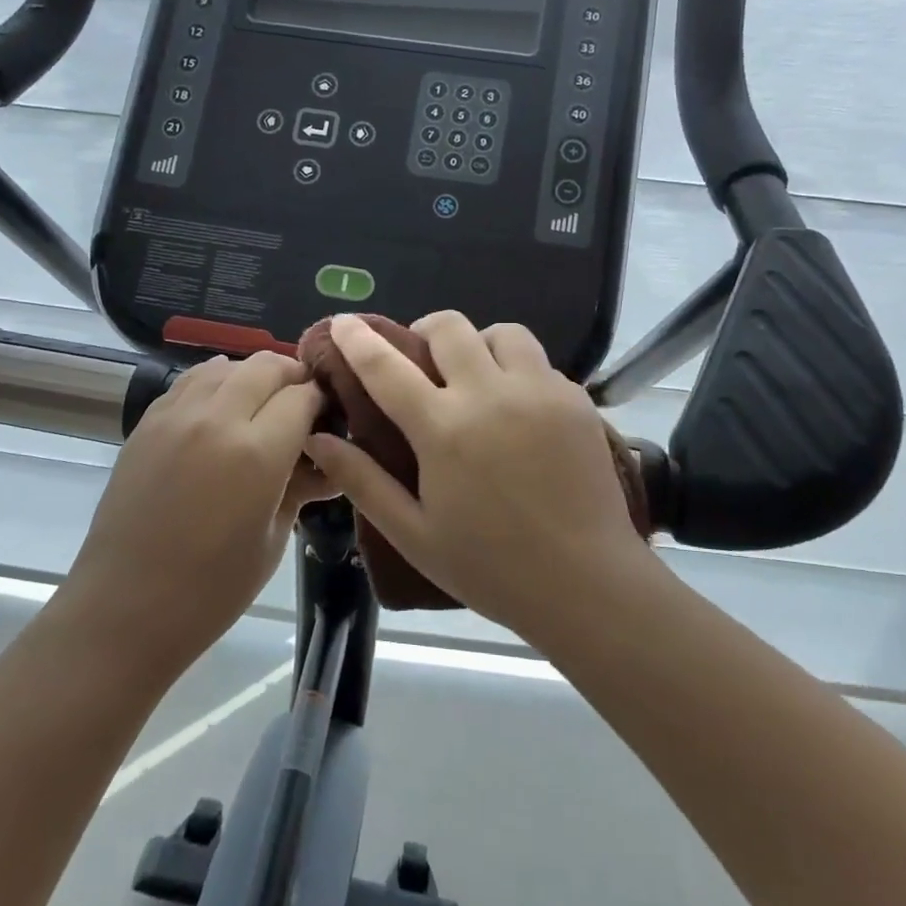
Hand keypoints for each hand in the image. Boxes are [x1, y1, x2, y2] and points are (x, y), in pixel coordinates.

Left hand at [63, 351, 334, 669]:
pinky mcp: (148, 422)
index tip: (329, 418)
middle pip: (266, 366)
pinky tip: (220, 411)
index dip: (322, 402)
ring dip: (253, 377)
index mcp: (257, 453)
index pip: (303, 396)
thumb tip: (327, 461)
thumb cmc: (211, 590)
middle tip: (302, 407)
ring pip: (226, 365)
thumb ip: (300, 486)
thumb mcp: (272, 540)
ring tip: (260, 406)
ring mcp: (176, 416)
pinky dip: (215, 383)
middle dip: (293, 378)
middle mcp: (217, 419)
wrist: (125, 607)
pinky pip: (190, 381)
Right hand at [303, 312, 650, 638]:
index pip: (387, 367)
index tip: (343, 321)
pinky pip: (540, 362)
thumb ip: (362, 481)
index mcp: (444, 430)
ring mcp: (540, 392)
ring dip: (478, 344)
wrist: (588, 584)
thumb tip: (317, 439)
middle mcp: (491, 395)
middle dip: (425, 332)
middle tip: (421, 360)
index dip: (358, 340)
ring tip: (475, 376)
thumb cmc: (492, 568)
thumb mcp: (414, 534)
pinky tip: (517, 408)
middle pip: (449, 328)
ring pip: (502, 333)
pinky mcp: (576, 400)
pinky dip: (518, 371)